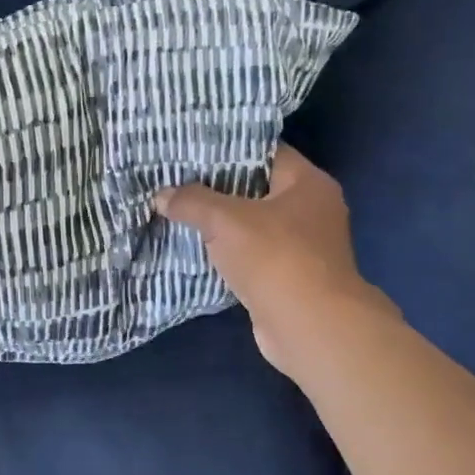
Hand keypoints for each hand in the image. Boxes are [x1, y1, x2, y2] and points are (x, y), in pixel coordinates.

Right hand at [154, 145, 392, 375]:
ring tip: (179, 212)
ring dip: (221, 224)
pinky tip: (196, 249)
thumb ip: (192, 202)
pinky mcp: (290, 276)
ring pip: (253, 224)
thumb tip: (162, 195)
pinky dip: (228, 252)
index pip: (264, 152)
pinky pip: (253, 254)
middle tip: (177, 181)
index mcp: (308, 183)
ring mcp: (304, 246)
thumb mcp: (225, 220)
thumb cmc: (274, 258)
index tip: (191, 151)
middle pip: (257, 188)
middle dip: (217, 188)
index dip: (227, 149)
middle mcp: (312, 209)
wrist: (309, 326)